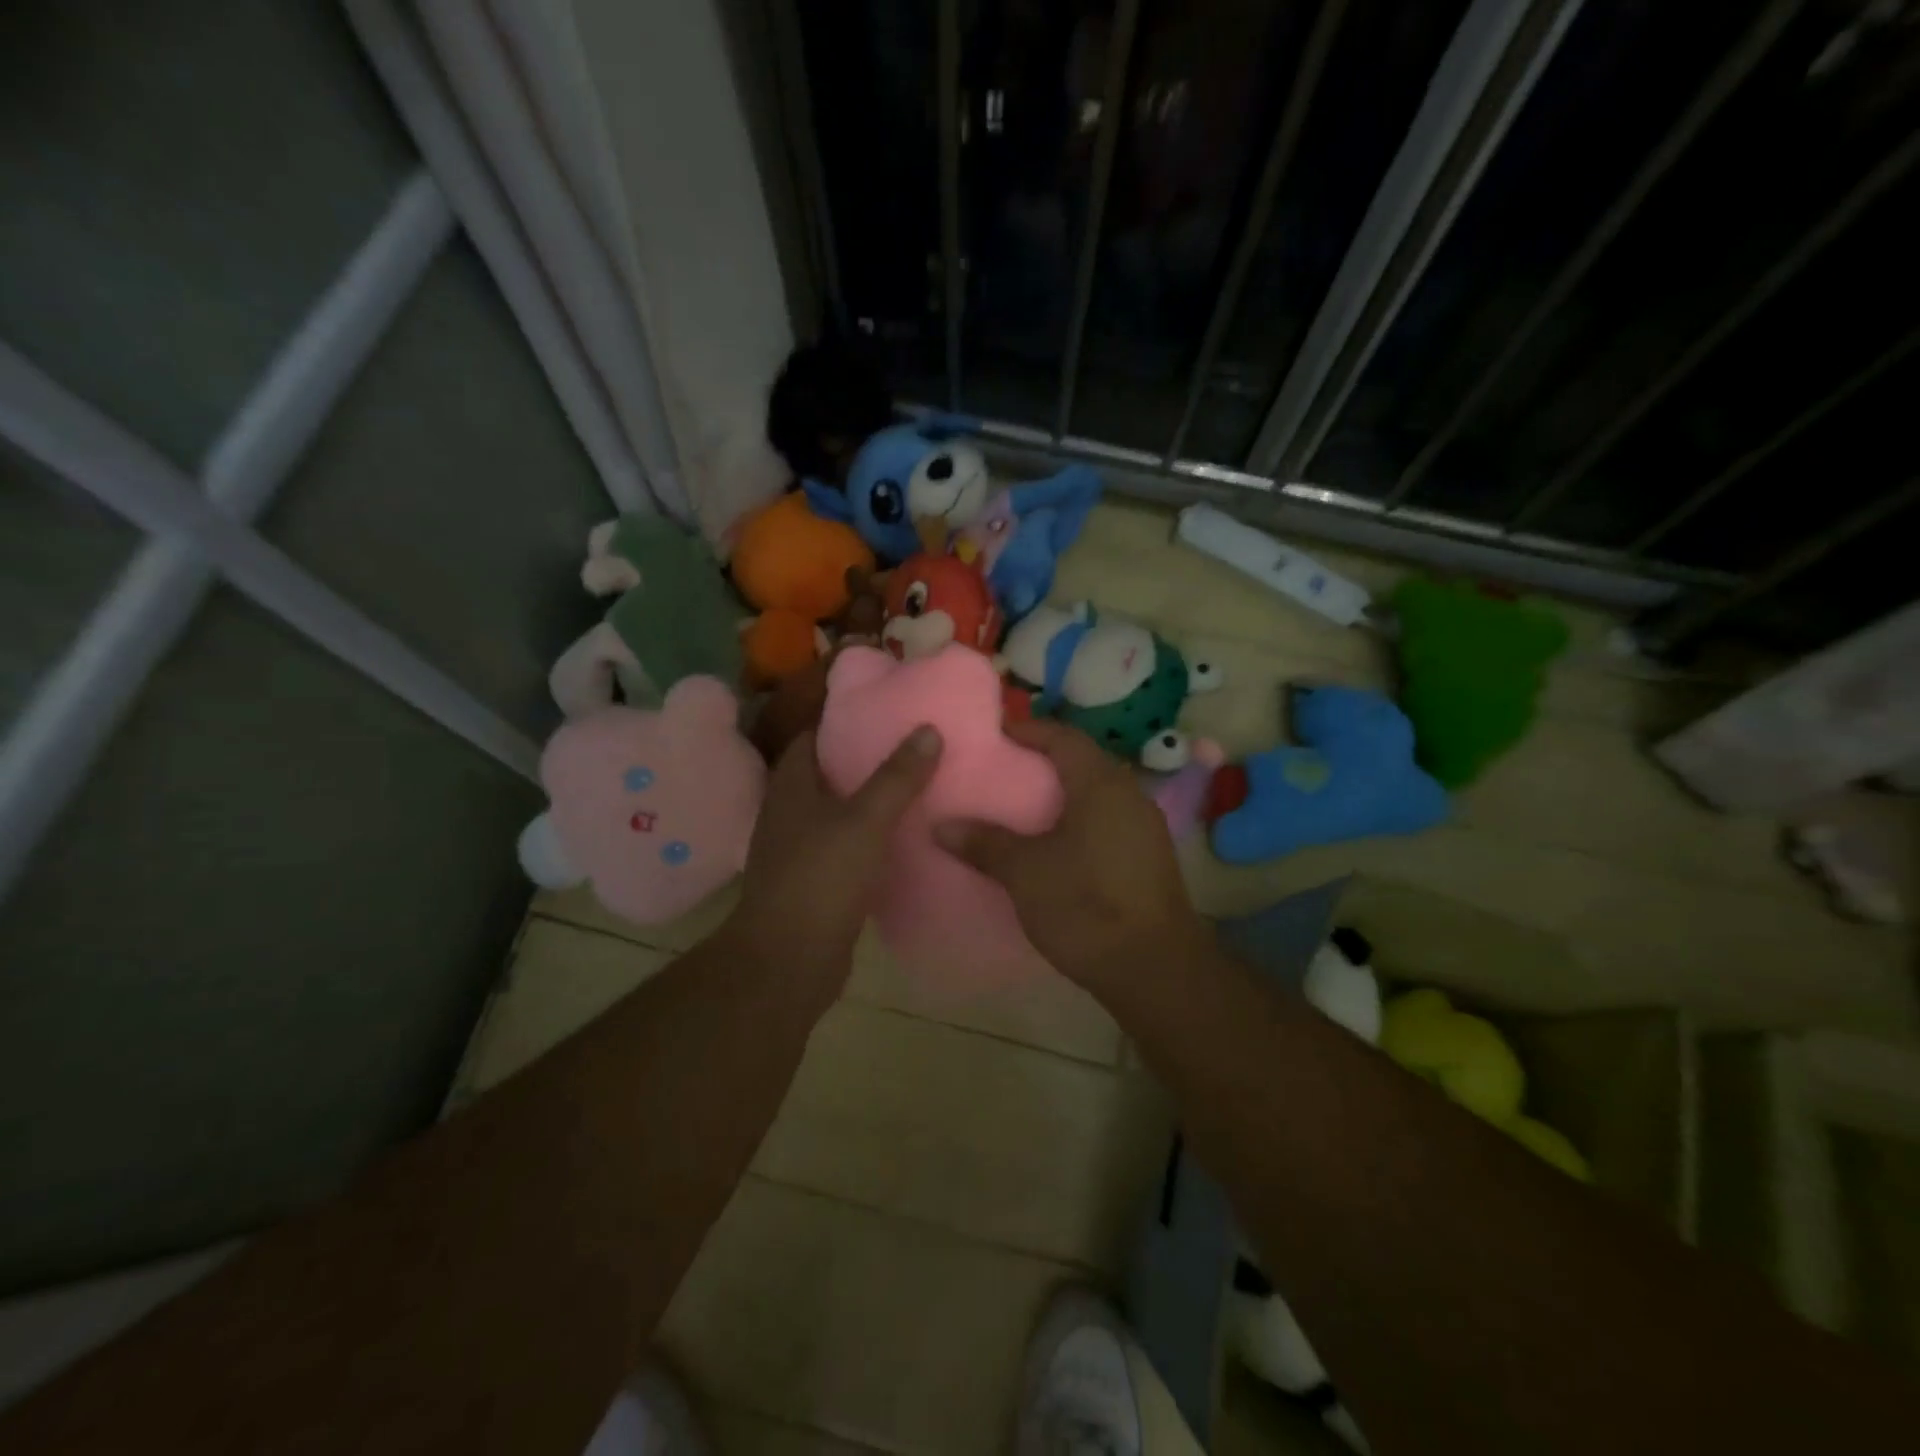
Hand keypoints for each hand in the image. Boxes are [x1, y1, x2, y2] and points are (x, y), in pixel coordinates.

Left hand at [724, 725, 942, 1003]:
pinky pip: (844, 848)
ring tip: (913, 788)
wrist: (788, 960)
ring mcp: (797, 852)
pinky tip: (900, 840)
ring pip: (836, 814)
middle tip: (908, 748)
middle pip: (825, 775)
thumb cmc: (820, 878)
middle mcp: (788, 815)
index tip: (881, 713)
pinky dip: (868, 839)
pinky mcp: (813, 884)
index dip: (840, 723)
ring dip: (866, 802)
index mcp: (790, 789)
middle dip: (861, 761)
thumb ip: (897, 777)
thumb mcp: (865, 821)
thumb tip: (928, 729)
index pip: (809, 739)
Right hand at [935, 719, 1209, 996]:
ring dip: (1064, 792)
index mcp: (1101, 784)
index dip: (1029, 730)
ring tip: (1024, 805)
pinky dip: (1079, 818)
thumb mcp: (1025, 872)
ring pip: (1098, 793)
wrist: (1155, 968)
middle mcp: (1129, 795)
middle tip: (1005, 768)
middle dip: (1045, 760)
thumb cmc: (1086, 905)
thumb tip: (941, 826)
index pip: (1063, 738)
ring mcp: (1145, 827)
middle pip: (1084, 762)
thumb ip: (984, 843)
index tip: (996, 732)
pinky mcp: (1148, 857)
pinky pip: (1108, 820)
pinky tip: (1057, 843)